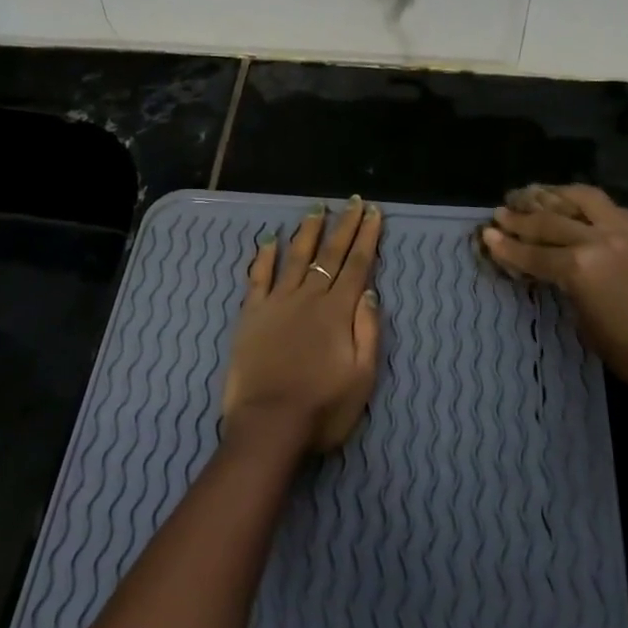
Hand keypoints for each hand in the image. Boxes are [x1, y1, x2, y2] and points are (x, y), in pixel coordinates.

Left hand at [222, 197, 382, 454]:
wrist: (269, 425)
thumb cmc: (322, 408)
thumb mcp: (362, 377)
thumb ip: (368, 330)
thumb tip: (369, 291)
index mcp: (338, 311)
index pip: (357, 265)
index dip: (367, 237)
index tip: (374, 213)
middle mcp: (309, 297)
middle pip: (330, 253)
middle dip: (345, 225)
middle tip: (354, 201)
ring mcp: (278, 302)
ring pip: (296, 257)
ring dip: (309, 231)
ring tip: (318, 208)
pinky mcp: (252, 314)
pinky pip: (259, 277)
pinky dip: (265, 255)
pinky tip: (270, 238)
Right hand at [481, 184, 627, 400]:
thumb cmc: (626, 352)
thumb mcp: (581, 317)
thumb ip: (564, 282)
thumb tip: (550, 267)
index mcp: (580, 266)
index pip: (534, 252)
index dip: (507, 245)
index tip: (487, 233)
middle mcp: (601, 239)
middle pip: (552, 220)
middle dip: (523, 215)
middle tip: (504, 209)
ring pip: (586, 198)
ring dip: (558, 195)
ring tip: (539, 193)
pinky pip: (615, 211)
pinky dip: (592, 208)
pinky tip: (582, 210)